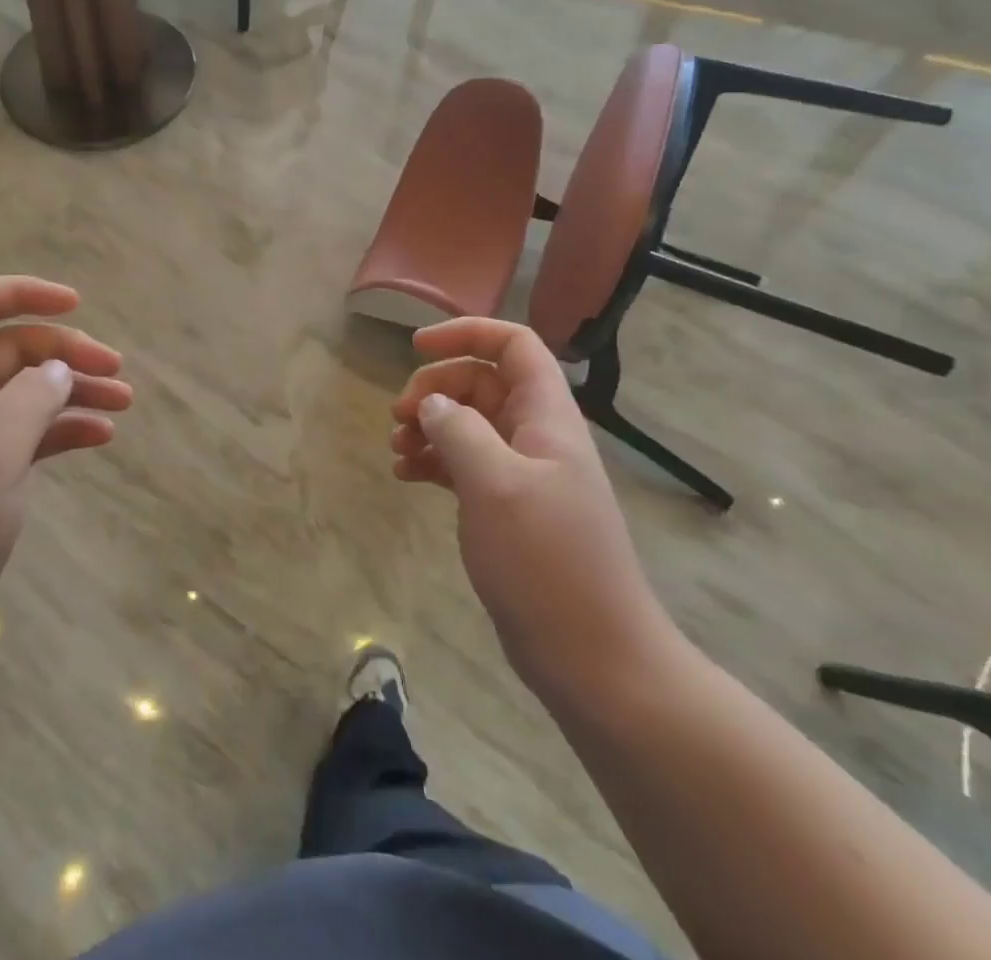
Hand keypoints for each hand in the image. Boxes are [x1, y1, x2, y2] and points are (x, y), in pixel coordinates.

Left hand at [0, 276, 132, 664]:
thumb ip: (30, 400)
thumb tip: (59, 370)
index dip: (21, 293)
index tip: (76, 304)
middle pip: (12, 349)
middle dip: (66, 351)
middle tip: (116, 372)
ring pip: (27, 393)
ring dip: (74, 390)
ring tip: (125, 402)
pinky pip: (30, 435)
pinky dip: (64, 429)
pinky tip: (101, 437)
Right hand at [391, 319, 677, 698]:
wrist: (594, 657)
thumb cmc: (547, 561)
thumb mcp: (496, 485)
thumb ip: (459, 431)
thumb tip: (431, 403)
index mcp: (546, 416)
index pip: (513, 345)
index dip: (466, 333)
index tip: (416, 347)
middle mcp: (536, 435)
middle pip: (482, 383)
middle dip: (436, 389)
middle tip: (398, 417)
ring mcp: (523, 474)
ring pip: (469, 425)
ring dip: (430, 427)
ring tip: (396, 452)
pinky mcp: (508, 509)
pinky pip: (465, 465)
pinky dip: (435, 462)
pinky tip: (407, 477)